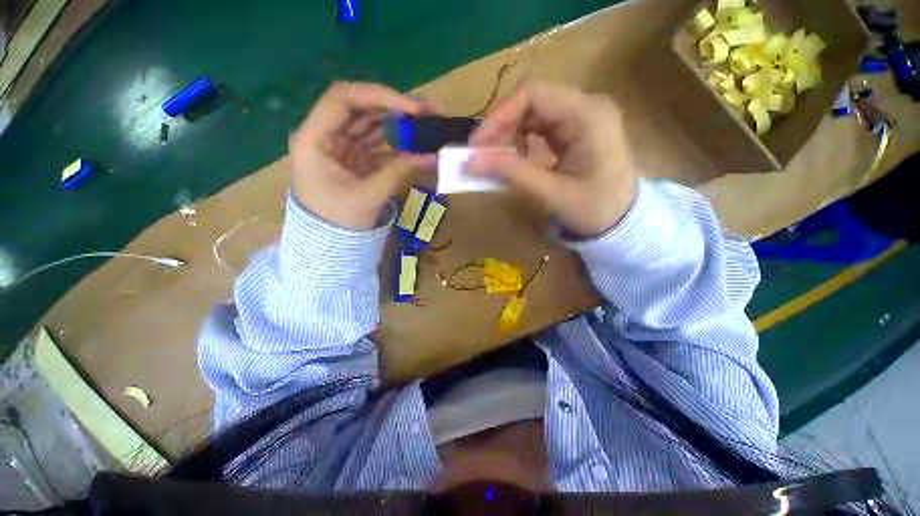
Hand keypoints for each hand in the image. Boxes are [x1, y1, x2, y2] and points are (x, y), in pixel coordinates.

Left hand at [289, 82, 434, 230]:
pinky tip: (419, 144)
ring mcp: (344, 147)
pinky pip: (380, 145)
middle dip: (397, 108)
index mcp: (315, 138)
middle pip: (363, 109)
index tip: (413, 108)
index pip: (344, 99)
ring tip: (430, 124)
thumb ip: (399, 171)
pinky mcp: (357, 160)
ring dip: (401, 124)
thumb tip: (432, 155)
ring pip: (373, 125)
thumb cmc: (338, 221)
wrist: (330, 243)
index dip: (380, 96)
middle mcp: (327, 135)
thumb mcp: (368, 195)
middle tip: (429, 112)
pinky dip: (400, 145)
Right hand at [467, 82, 637, 238]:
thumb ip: (513, 175)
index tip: (477, 144)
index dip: (499, 116)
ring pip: (532, 113)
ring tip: (493, 158)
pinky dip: (519, 141)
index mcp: (588, 116)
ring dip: (508, 133)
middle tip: (480, 155)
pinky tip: (513, 158)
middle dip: (500, 126)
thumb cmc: (595, 209)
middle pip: (531, 101)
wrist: (622, 221)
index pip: (534, 95)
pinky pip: (538, 126)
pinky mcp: (573, 130)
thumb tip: (471, 163)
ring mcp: (580, 117)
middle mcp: (585, 107)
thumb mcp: (553, 194)